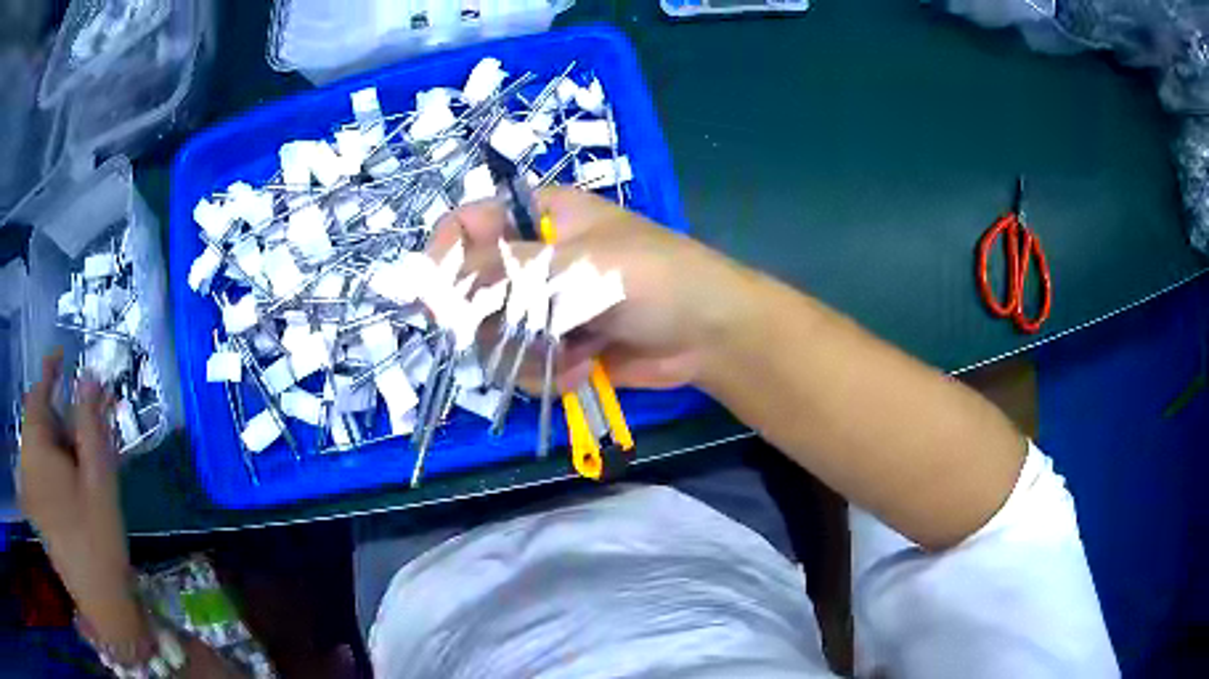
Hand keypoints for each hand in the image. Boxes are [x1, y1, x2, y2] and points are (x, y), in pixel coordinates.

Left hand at [20, 351, 143, 643]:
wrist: (100, 603)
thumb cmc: (98, 538)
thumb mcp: (100, 479)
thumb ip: (91, 424)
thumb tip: (88, 377)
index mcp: (36, 450)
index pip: (37, 394)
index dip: (49, 372)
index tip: (62, 357)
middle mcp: (27, 463)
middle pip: (39, 423)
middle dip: (61, 417)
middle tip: (89, 426)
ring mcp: (30, 490)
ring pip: (40, 449)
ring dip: (60, 444)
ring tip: (86, 461)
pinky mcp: (37, 510)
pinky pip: (41, 472)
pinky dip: (55, 466)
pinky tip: (75, 484)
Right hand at [432, 187, 752, 390]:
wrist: (709, 334)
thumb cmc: (651, 278)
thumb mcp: (576, 264)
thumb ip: (503, 271)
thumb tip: (433, 280)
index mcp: (540, 216)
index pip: (467, 223)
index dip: (444, 255)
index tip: (436, 297)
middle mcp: (535, 258)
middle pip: (471, 288)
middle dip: (491, 320)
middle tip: (517, 331)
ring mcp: (545, 304)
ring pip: (493, 334)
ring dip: (524, 352)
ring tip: (568, 352)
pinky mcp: (558, 344)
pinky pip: (523, 363)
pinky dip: (547, 372)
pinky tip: (583, 369)